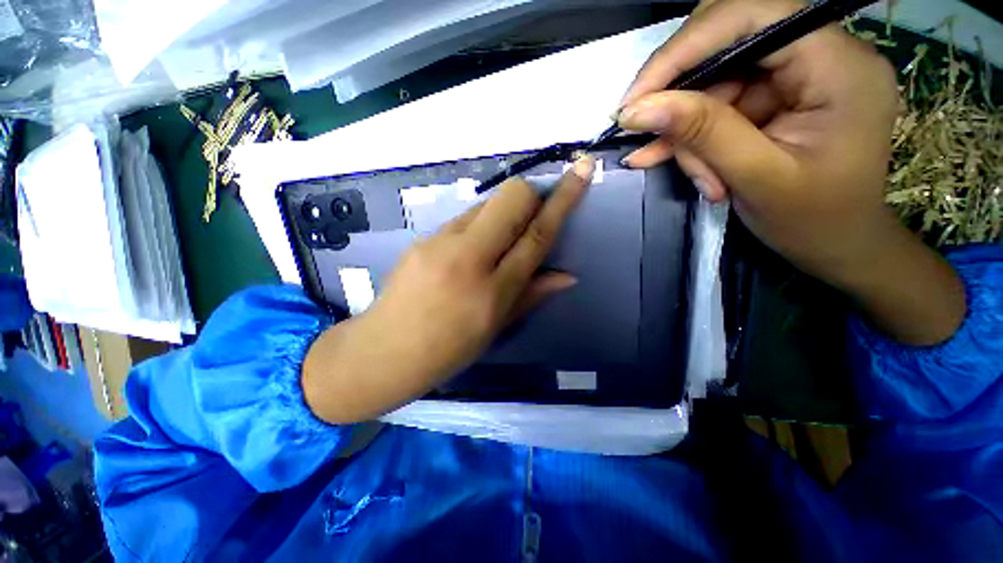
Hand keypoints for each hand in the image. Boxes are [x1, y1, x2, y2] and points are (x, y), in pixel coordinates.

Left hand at [303, 156, 595, 423]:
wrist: (385, 350)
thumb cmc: (448, 349)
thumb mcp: (497, 327)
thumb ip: (532, 294)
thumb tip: (567, 275)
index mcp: (493, 289)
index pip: (537, 234)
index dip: (564, 200)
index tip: (583, 169)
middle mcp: (468, 258)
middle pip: (511, 199)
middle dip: (531, 197)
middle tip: (531, 218)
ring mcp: (440, 243)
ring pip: (486, 205)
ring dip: (503, 215)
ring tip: (496, 245)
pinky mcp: (422, 238)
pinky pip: (463, 219)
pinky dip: (479, 226)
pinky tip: (470, 252)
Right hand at [618, 0, 963, 344]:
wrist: (839, 245)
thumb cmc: (815, 221)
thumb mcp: (757, 179)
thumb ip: (703, 134)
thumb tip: (639, 109)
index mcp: (838, 66)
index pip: (753, 17)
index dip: (686, 48)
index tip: (636, 96)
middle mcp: (821, 54)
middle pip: (729, 44)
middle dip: (682, 94)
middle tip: (645, 133)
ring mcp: (798, 76)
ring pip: (715, 82)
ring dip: (688, 132)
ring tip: (692, 176)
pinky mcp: (777, 97)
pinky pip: (718, 104)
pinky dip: (691, 136)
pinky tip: (666, 159)